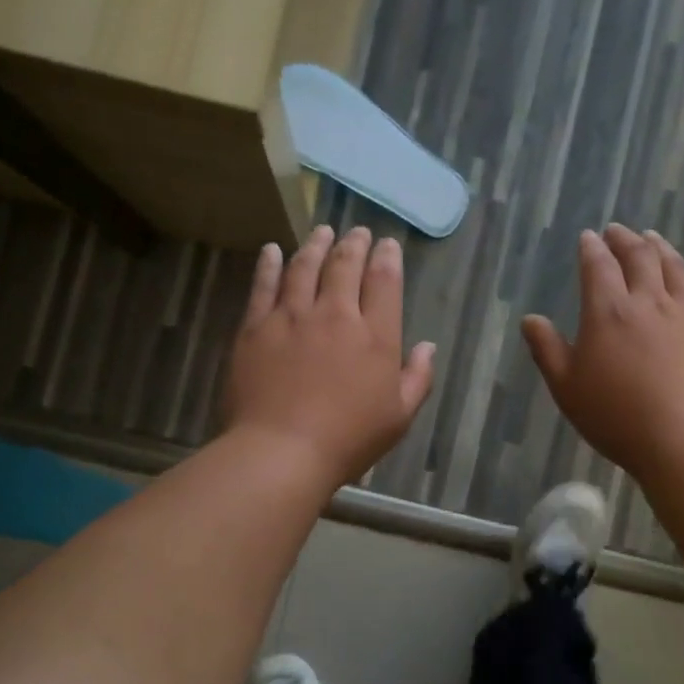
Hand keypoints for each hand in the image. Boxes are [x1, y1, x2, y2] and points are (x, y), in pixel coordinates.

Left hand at [224, 225, 436, 488]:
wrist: (282, 451)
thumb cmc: (348, 440)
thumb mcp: (399, 417)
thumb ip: (418, 378)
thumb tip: (427, 346)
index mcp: (375, 336)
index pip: (384, 282)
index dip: (387, 258)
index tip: (387, 245)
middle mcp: (335, 315)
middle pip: (345, 266)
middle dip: (354, 244)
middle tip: (358, 232)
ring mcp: (292, 317)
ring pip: (304, 267)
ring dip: (315, 245)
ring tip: (322, 232)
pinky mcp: (256, 327)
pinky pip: (263, 285)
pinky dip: (269, 264)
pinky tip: (272, 250)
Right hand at [522, 225, 683, 479]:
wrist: (682, 440)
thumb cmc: (614, 415)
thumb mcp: (566, 387)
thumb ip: (546, 349)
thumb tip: (530, 319)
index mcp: (608, 312)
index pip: (598, 266)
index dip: (591, 248)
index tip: (588, 237)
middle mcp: (648, 302)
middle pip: (640, 257)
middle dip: (626, 239)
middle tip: (618, 230)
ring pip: (675, 268)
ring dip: (661, 248)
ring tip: (653, 238)